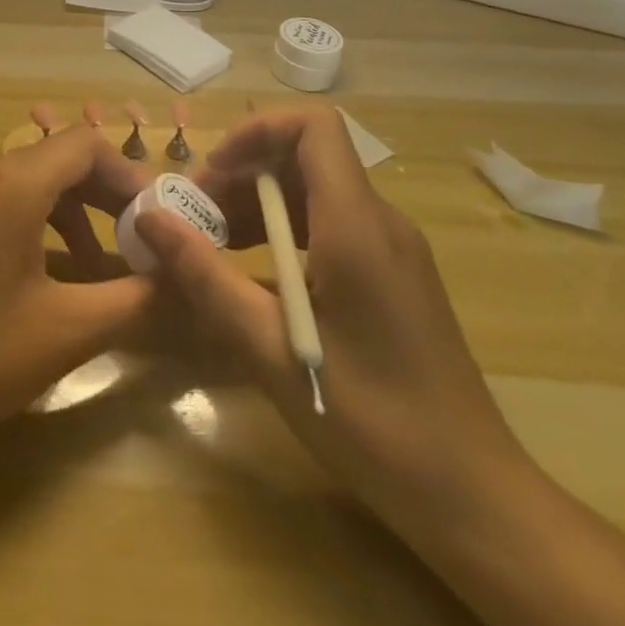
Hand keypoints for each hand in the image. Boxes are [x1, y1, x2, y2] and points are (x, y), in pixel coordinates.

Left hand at [0, 125, 154, 455]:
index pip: (84, 145)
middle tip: (137, 237)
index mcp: (10, 184)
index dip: (127, 174)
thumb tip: (175, 277)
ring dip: (69, 210)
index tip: (153, 218)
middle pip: (55, 158)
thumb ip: (131, 297)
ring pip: (26, 180)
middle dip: (102, 193)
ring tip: (95, 264)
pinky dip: (32, 220)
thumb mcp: (67, 330)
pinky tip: (44, 271)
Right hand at [135, 107, 531, 537]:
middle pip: (304, 158)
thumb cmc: (373, 421)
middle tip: (194, 219)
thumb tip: (149, 217)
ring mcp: (391, 249)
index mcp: (356, 224)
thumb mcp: (270, 348)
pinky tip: (252, 278)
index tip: (212, 171)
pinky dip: (283, 234)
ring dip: (257, 206)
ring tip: (211, 247)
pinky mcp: (392, 276)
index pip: (313, 125)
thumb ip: (205, 276)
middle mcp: (379, 221)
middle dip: (242, 174)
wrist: (475, 500)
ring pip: (314, 192)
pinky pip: (329, 226)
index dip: (257, 130)